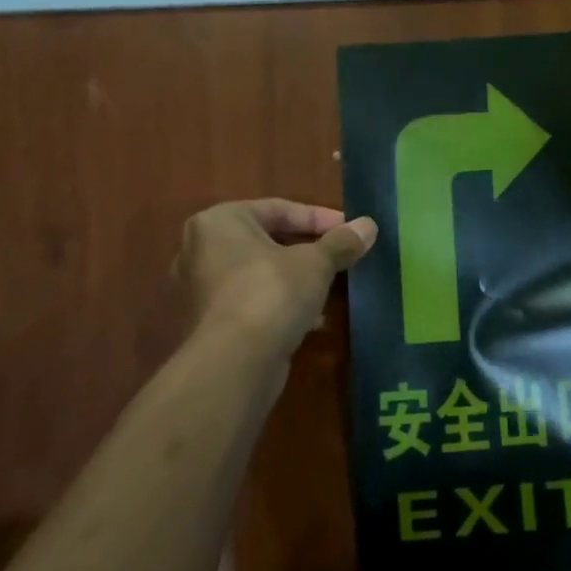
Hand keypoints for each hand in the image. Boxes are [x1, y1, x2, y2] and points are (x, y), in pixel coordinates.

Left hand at [177, 200, 377, 354]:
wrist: (236, 361)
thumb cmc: (271, 293)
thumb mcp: (315, 263)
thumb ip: (341, 241)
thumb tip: (369, 225)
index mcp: (219, 221)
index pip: (278, 209)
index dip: (320, 218)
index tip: (351, 231)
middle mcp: (201, 249)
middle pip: (267, 240)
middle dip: (308, 250)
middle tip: (342, 257)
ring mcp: (202, 288)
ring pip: (261, 273)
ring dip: (297, 279)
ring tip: (331, 288)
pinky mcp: (211, 322)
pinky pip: (253, 301)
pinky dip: (281, 303)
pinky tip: (311, 319)